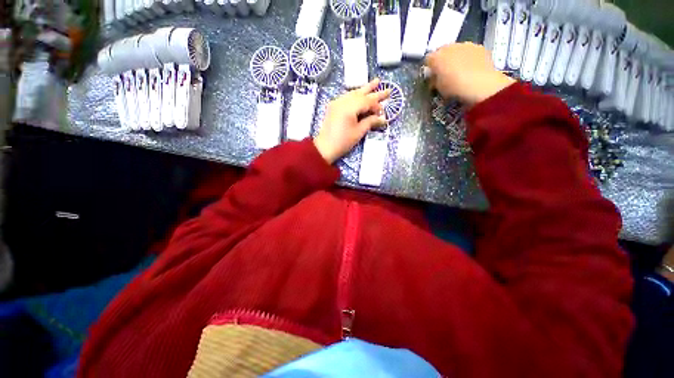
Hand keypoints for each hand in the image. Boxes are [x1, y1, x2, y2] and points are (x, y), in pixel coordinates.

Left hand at [314, 79, 389, 163]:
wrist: (325, 147)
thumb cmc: (343, 142)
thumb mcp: (359, 132)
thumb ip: (370, 122)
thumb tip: (382, 118)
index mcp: (349, 107)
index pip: (367, 101)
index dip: (376, 105)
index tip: (383, 112)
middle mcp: (342, 101)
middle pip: (361, 93)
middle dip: (374, 91)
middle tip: (387, 88)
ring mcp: (336, 102)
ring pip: (353, 93)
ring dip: (364, 89)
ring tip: (375, 83)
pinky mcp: (333, 106)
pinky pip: (346, 97)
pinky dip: (355, 95)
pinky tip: (360, 93)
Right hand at [425, 42, 515, 105]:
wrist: (480, 85)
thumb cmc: (455, 88)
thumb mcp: (438, 88)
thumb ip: (434, 80)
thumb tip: (434, 78)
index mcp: (436, 57)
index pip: (428, 59)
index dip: (429, 68)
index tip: (431, 76)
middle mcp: (450, 47)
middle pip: (442, 52)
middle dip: (442, 61)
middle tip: (444, 74)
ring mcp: (465, 45)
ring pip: (457, 50)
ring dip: (456, 58)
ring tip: (459, 72)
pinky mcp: (479, 47)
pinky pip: (470, 51)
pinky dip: (469, 58)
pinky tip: (471, 70)